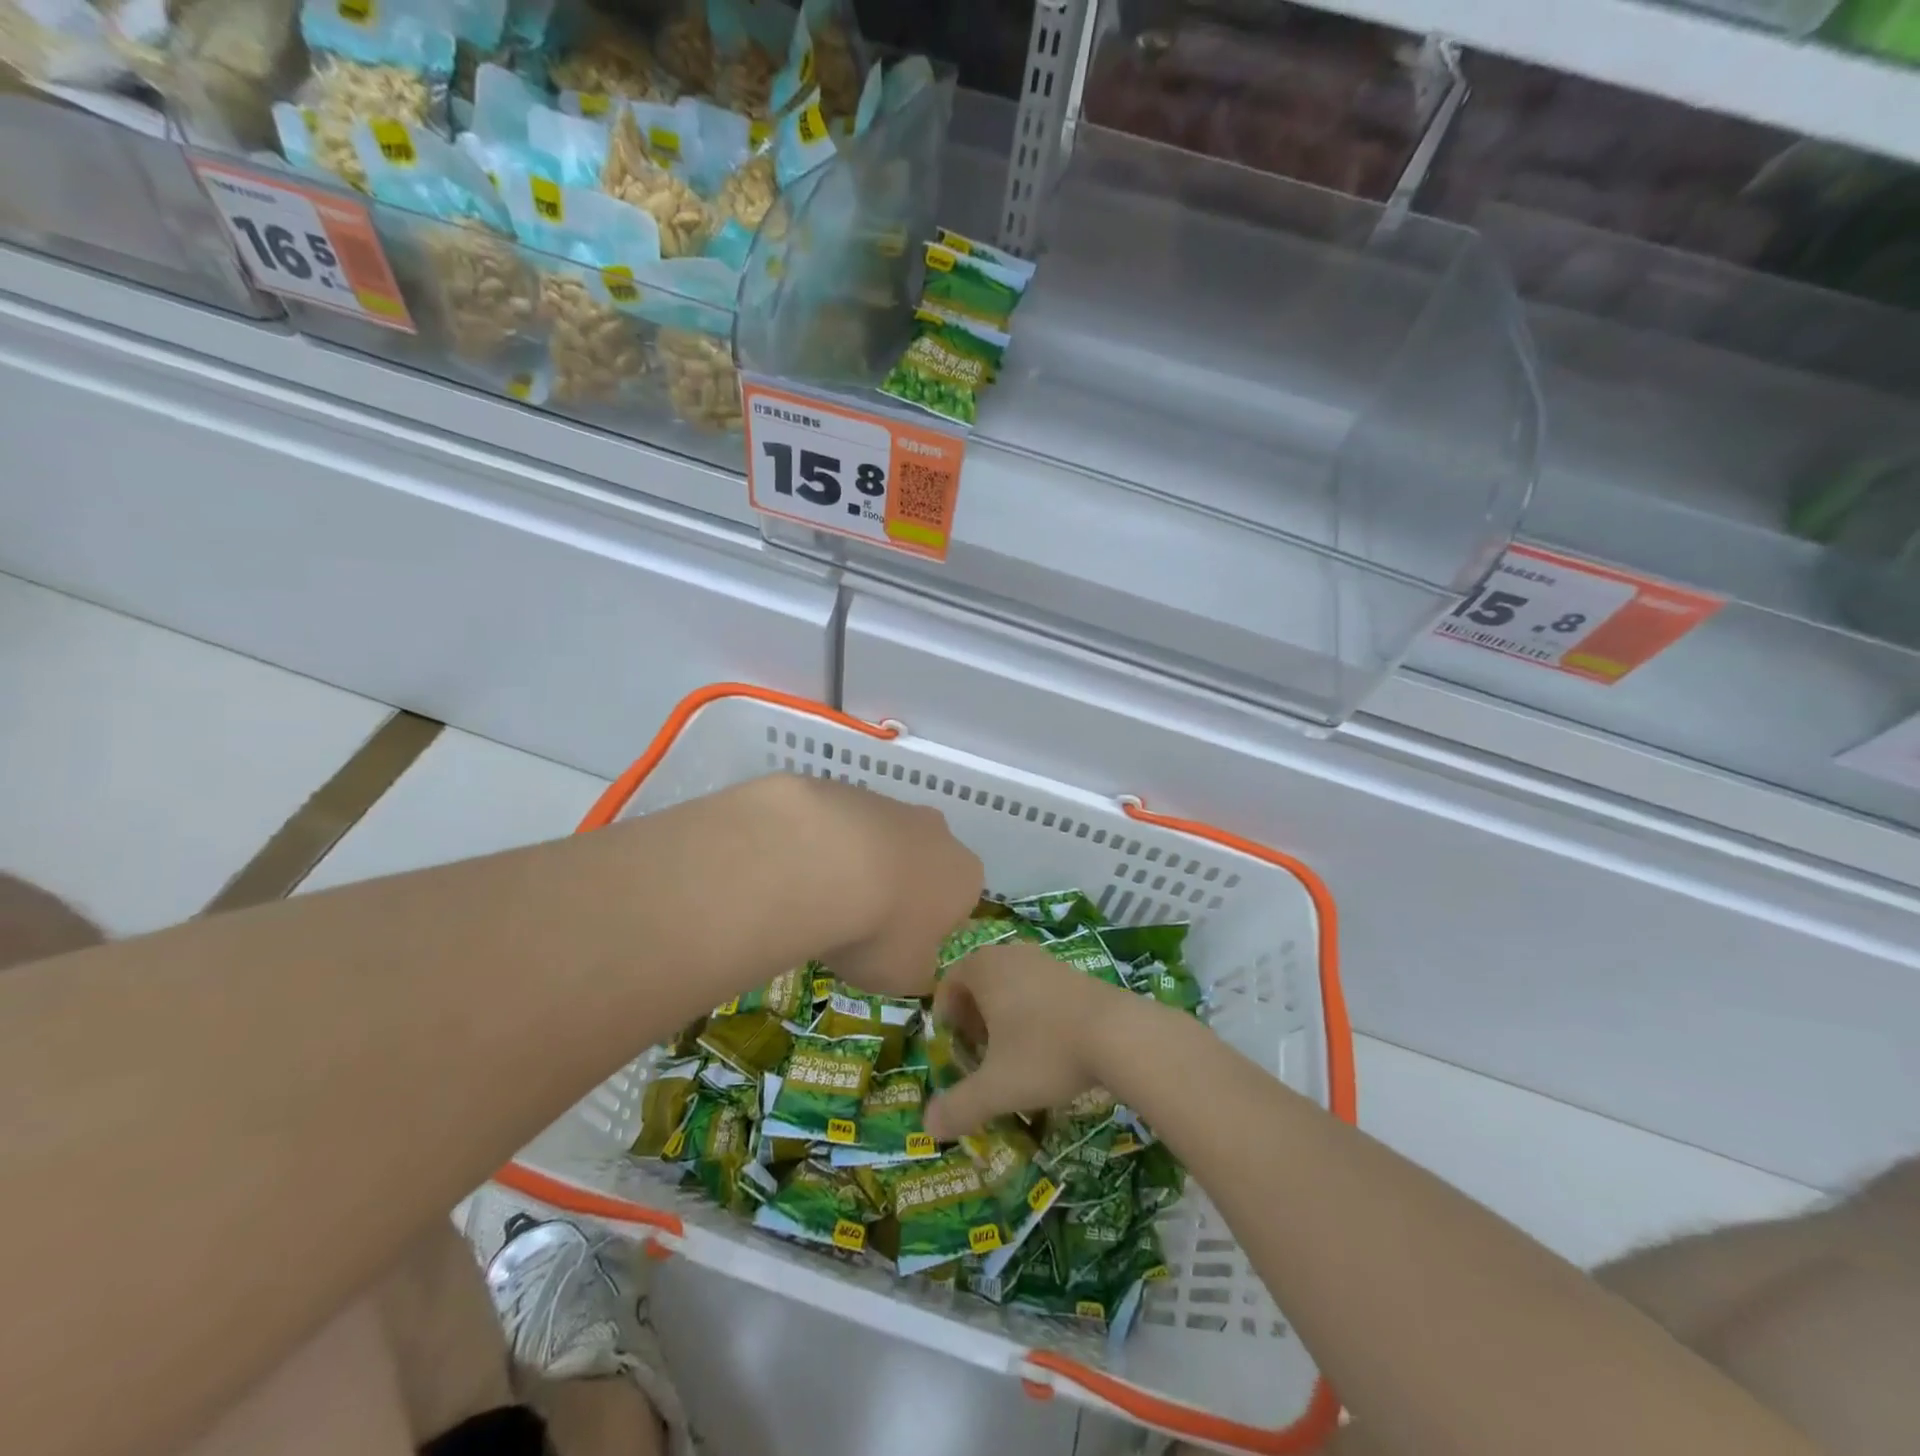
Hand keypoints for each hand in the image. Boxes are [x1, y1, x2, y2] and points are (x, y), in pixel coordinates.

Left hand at [775, 775, 983, 1002]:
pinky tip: (800, 869)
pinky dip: (823, 846)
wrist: (822, 863)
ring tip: (821, 899)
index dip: (929, 927)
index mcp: (964, 876)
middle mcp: (937, 832)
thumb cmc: (879, 929)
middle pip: (921, 863)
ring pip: (879, 841)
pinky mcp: (845, 790)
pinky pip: (839, 825)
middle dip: (897, 888)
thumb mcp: (904, 975)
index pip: (958, 902)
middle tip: (859, 922)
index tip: (898, 946)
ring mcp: (890, 804)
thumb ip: (917, 969)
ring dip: (858, 865)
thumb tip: (914, 964)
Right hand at [922, 942, 1143, 1139]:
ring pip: (1010, 984)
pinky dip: (1033, 1012)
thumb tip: (928, 1127)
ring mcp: (1044, 958)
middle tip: (982, 1055)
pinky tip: (1050, 1046)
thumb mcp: (997, 1087)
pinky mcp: (1073, 971)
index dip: (947, 1018)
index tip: (958, 1051)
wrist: (1119, 1033)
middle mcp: (1010, 954)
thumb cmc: (1045, 1052)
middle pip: (979, 982)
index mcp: (983, 967)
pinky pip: (1038, 988)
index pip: (949, 984)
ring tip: (1015, 1054)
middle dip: (975, 1018)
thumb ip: (959, 1106)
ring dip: (1005, 1016)